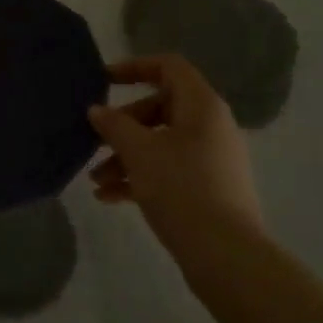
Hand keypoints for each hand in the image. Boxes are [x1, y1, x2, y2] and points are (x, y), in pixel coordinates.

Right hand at [87, 54, 264, 248]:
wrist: (226, 256)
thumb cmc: (181, 189)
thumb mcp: (139, 152)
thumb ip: (114, 125)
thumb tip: (97, 110)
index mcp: (201, 105)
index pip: (168, 66)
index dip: (134, 67)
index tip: (103, 80)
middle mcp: (211, 125)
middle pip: (160, 108)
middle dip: (123, 125)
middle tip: (96, 141)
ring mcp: (212, 159)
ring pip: (161, 143)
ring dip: (126, 156)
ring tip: (95, 180)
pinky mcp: (209, 188)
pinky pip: (169, 169)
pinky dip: (141, 177)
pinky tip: (110, 198)